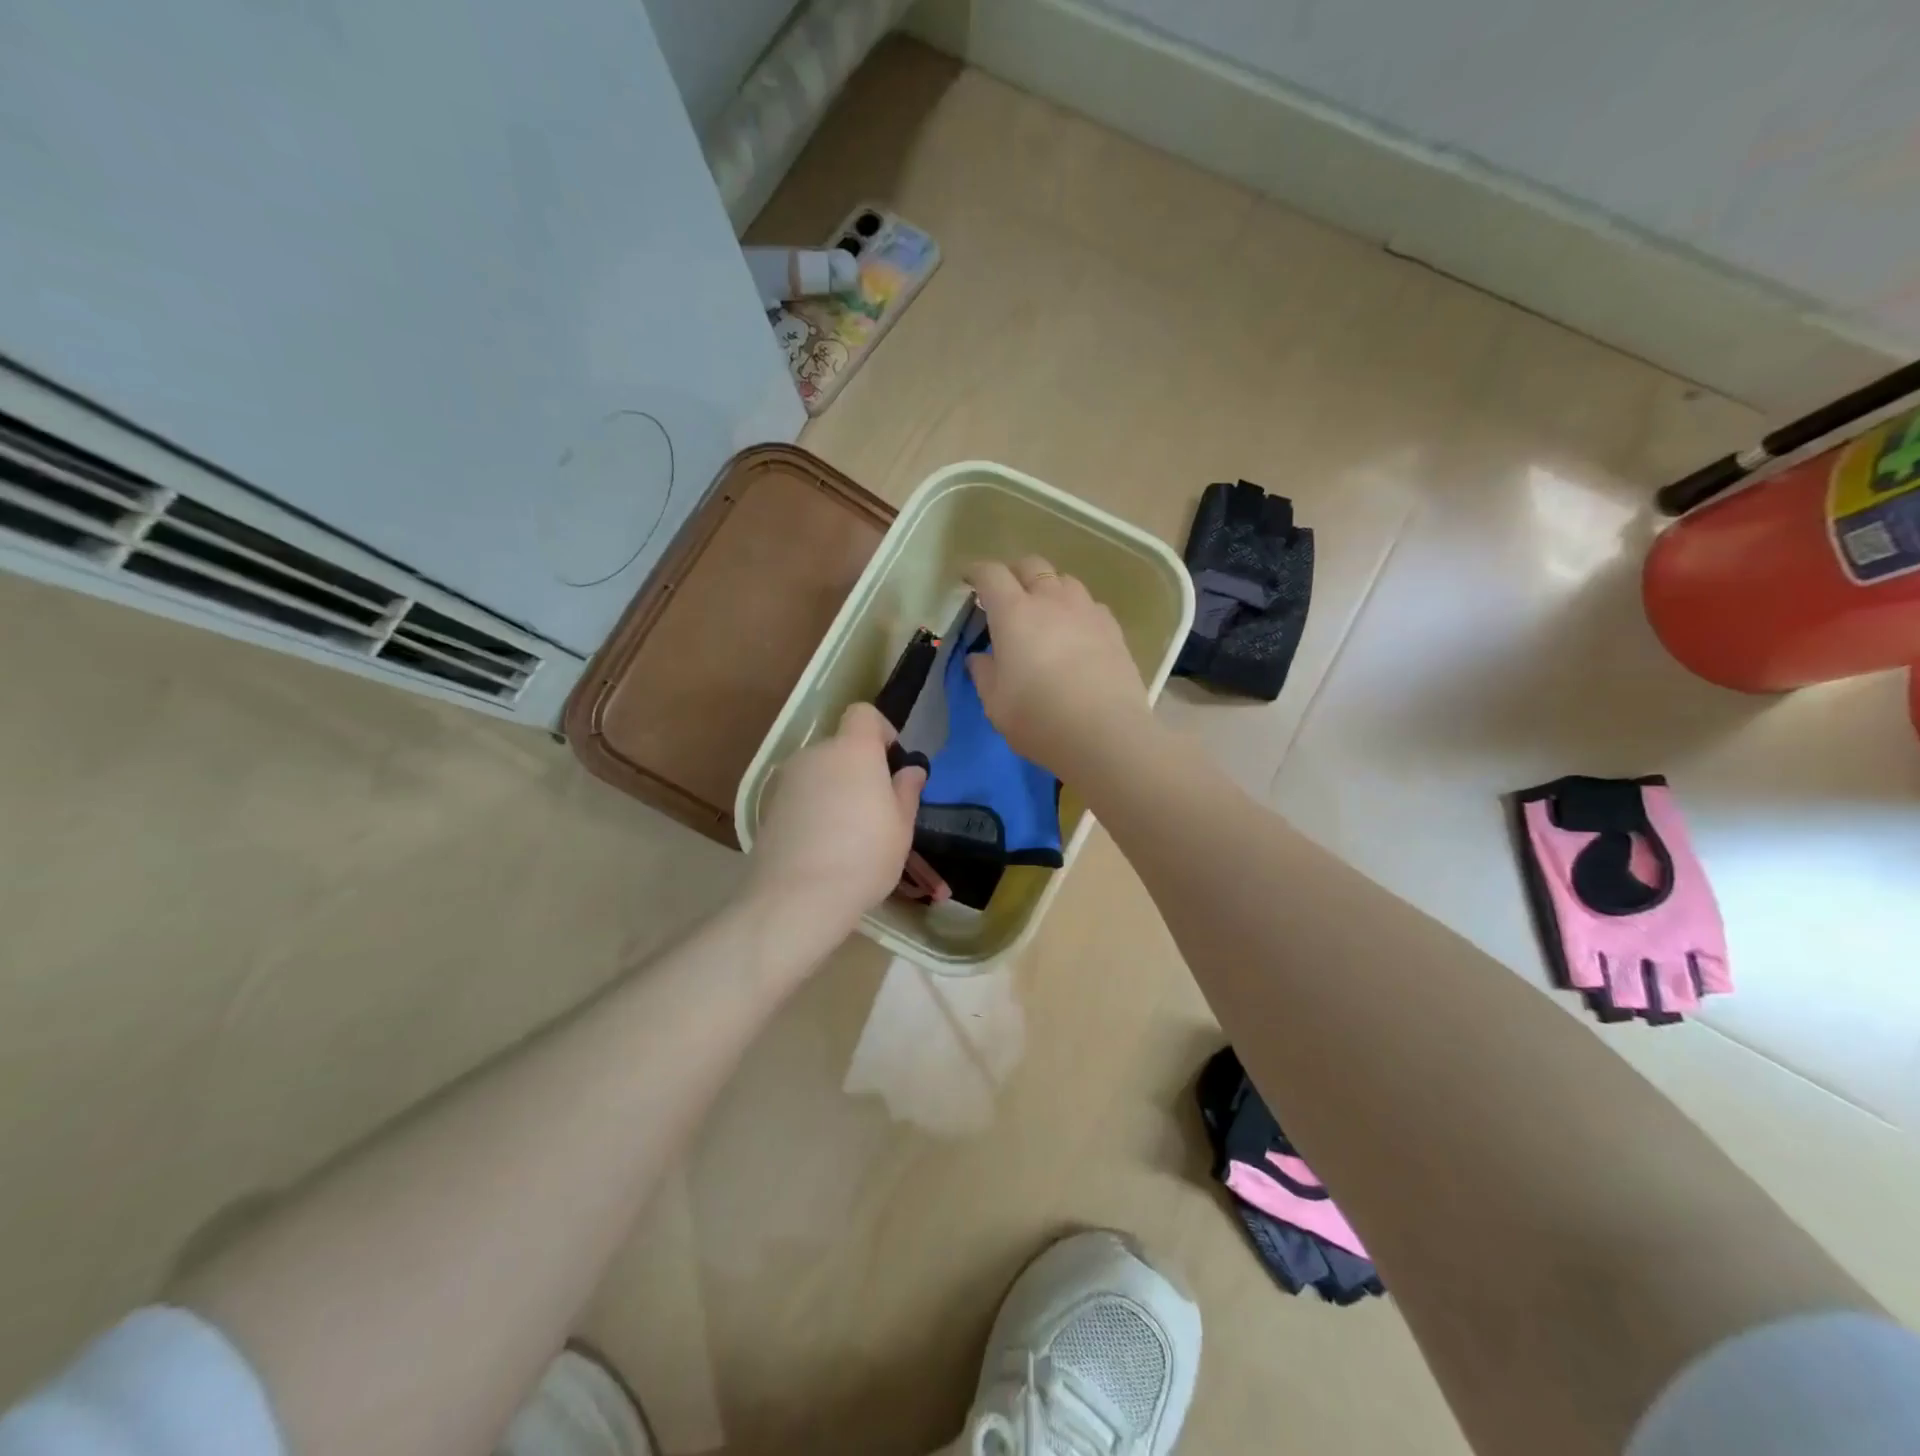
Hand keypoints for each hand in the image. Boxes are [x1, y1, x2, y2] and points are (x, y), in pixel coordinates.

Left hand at [747, 703, 926, 933]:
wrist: (796, 897)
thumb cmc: (864, 856)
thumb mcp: (901, 826)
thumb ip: (906, 791)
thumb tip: (911, 770)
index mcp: (853, 750)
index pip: (863, 714)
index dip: (881, 731)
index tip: (892, 763)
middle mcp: (816, 754)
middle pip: (841, 747)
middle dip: (860, 769)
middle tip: (878, 808)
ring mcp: (787, 781)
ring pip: (821, 774)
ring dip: (837, 791)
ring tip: (850, 834)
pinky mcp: (769, 807)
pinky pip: (802, 797)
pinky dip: (815, 810)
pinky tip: (824, 847)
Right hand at [965, 557, 1151, 774]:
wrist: (1106, 734)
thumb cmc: (1039, 719)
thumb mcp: (996, 704)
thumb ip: (984, 674)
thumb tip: (980, 657)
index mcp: (1014, 613)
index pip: (991, 575)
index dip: (976, 572)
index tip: (968, 581)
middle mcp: (1051, 601)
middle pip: (1031, 566)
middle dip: (1014, 573)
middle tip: (1005, 596)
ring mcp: (1086, 611)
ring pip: (1064, 581)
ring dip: (1048, 589)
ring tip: (1044, 613)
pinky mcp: (1113, 628)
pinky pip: (1089, 605)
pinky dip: (1075, 610)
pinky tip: (1075, 634)